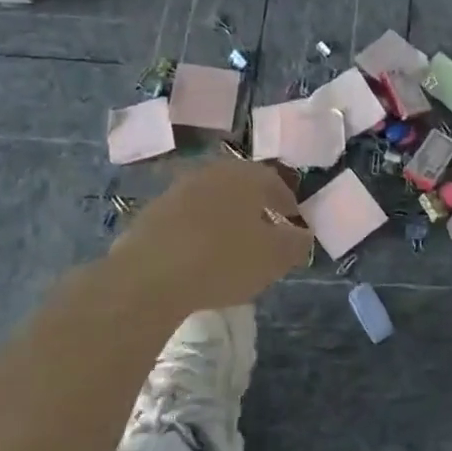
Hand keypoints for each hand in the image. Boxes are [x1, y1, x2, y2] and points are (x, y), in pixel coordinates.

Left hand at [110, 159, 311, 315]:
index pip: (273, 181)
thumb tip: (303, 235)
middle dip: (254, 207)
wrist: (148, 277)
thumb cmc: (223, 260)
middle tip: (264, 231)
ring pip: (210, 201)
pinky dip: (196, 233)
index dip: (286, 202)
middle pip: (239, 187)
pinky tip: (198, 258)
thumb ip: (295, 244)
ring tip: (230, 247)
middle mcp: (210, 174)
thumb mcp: (273, 258)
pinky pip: (184, 220)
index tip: (293, 221)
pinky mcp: (150, 215)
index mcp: (244, 176)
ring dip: (223, 219)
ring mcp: (176, 191)